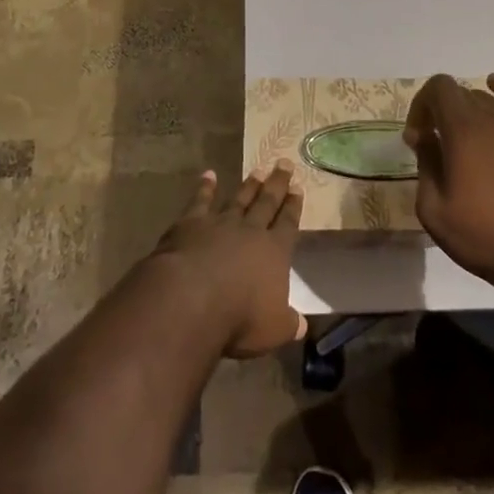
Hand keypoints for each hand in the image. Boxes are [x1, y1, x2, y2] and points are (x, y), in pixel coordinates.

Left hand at [152, 164, 306, 358]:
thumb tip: (302, 326)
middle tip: (285, 163)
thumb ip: (288, 323)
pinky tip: (208, 175)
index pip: (288, 224)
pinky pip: (200, 201)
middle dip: (277, 184)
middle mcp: (250, 231)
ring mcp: (220, 224)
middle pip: (267, 203)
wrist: (191, 298)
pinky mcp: (191, 224)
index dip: (293, 207)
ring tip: (258, 169)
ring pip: (238, 199)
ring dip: (249, 185)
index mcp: (274, 252)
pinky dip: (205, 187)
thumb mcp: (273, 330)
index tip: (298, 188)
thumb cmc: (239, 318)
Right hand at [403, 74, 493, 290]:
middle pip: (460, 94)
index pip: (438, 88)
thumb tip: (425, 138)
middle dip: (439, 111)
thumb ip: (425, 166)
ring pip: (486, 100)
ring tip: (462, 139)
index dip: (421, 106)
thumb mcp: (434, 210)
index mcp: (462, 131)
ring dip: (466, 110)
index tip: (417, 139)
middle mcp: (491, 119)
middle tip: (434, 146)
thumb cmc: (485, 237)